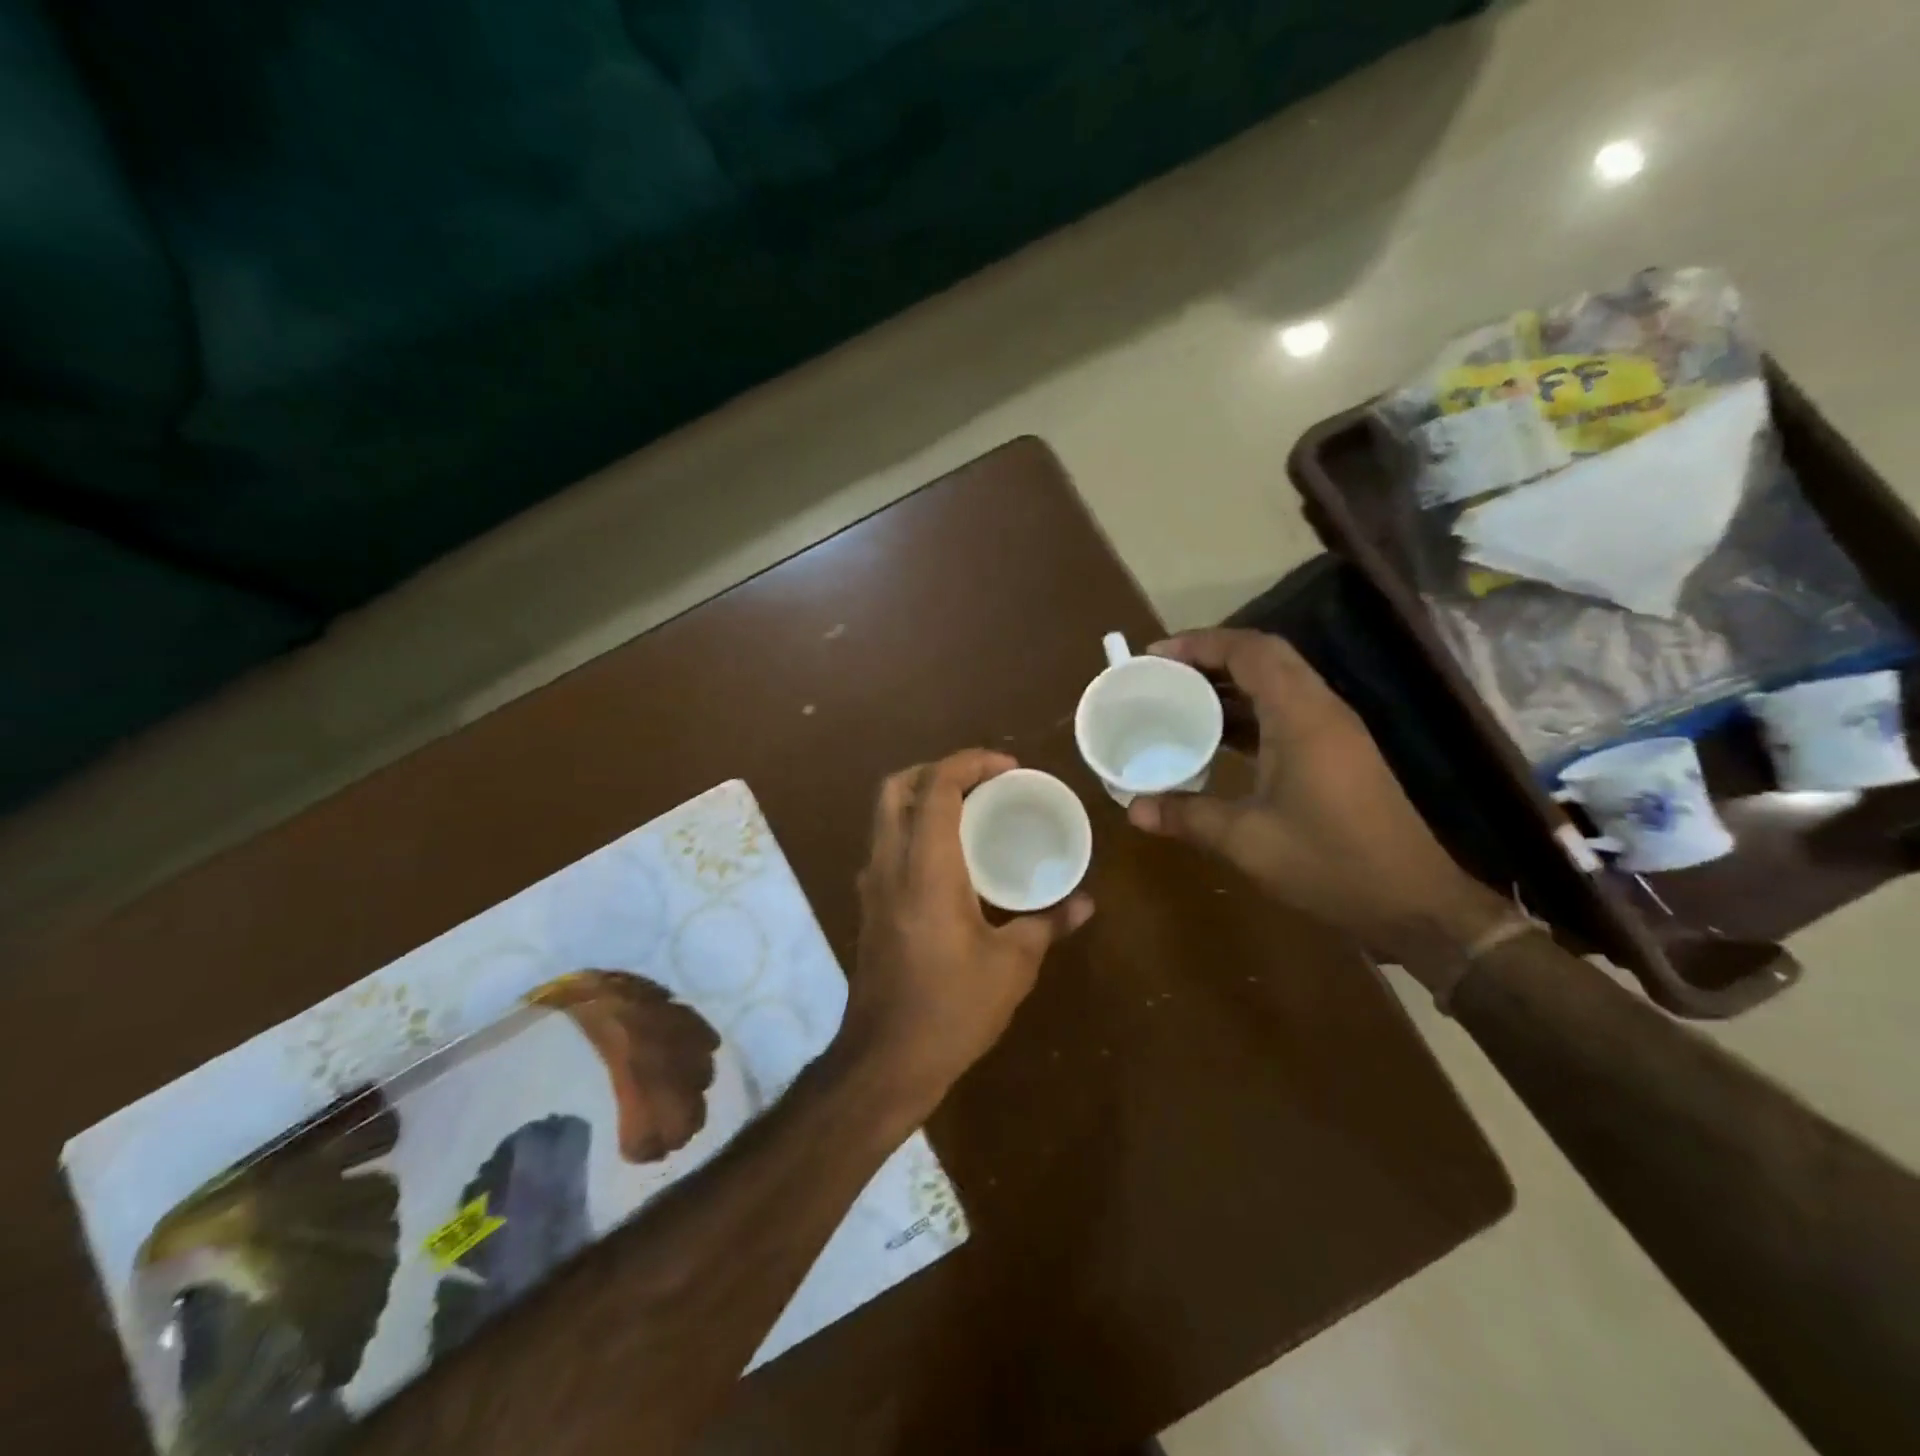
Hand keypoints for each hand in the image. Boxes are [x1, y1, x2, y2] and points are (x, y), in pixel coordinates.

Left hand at [841, 750, 1093, 1117]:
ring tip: (969, 810)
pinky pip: (885, 845)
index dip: (970, 762)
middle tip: (982, 781)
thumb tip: (1084, 903)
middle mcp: (889, 864)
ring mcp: (872, 885)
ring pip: (885, 815)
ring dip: (922, 797)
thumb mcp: (1012, 966)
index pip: (936, 786)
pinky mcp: (868, 906)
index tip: (1009, 768)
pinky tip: (949, 858)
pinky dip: (913, 829)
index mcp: (925, 867)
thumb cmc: (952, 1009)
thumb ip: (1048, 924)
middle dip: (936, 769)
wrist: (885, 1060)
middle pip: (896, 787)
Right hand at [1128, 629, 1506, 958]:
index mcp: (1302, 717)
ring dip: (1228, 684)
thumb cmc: (1331, 864)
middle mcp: (1320, 711)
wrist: (1413, 903)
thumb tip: (1133, 809)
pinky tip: (1213, 738)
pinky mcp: (1335, 754)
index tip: (1154, 655)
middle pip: (1264, 658)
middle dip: (1210, 657)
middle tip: (1161, 673)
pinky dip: (1245, 712)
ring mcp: (1332, 732)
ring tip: (1177, 698)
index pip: (1250, 651)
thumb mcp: (1248, 842)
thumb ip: (1188, 817)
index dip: (1200, 643)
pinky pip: (1283, 712)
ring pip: (1276, 684)